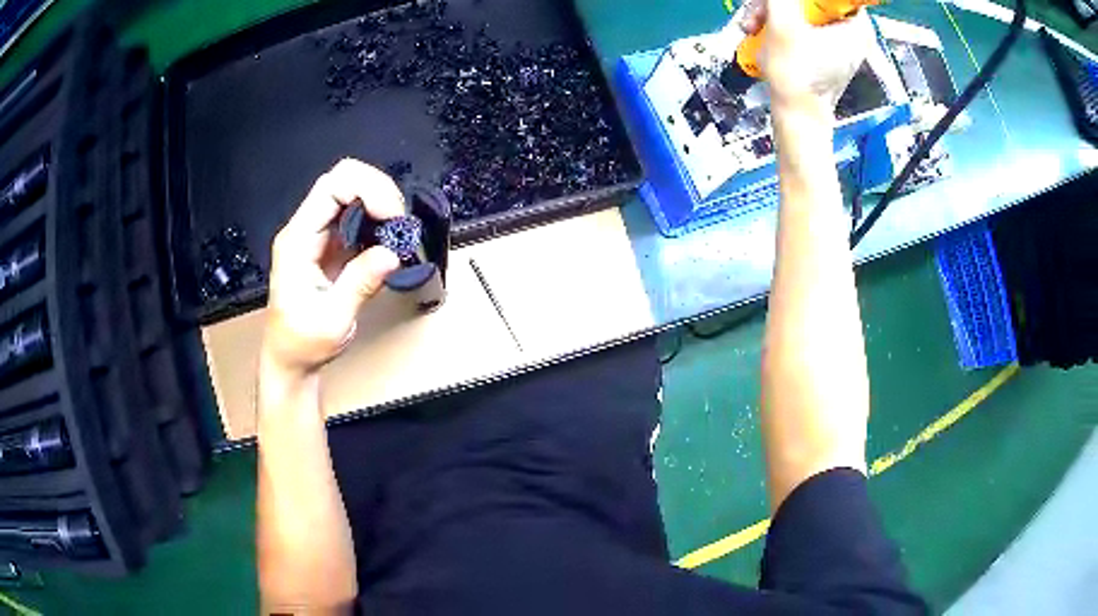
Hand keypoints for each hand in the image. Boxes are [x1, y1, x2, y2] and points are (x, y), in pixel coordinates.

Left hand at [262, 159, 403, 374]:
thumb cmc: (303, 343)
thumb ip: (359, 284)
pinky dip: (378, 219)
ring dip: (380, 203)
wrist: (290, 358)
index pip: (331, 187)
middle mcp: (305, 229)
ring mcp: (317, 234)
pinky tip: (388, 240)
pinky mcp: (330, 243)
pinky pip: (356, 215)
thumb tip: (392, 253)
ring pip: (352, 191)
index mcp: (297, 241)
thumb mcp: (332, 320)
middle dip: (378, 191)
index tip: (393, 218)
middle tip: (399, 223)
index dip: (368, 190)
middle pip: (343, 179)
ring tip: (397, 232)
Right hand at [741, 0, 874, 113]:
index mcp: (857, 25)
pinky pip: (798, 24)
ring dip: (771, 12)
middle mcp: (851, 31)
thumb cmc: (797, 75)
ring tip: (753, 26)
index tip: (787, 3)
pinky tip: (760, 33)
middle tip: (759, 13)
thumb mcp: (783, 23)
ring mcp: (836, 40)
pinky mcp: (822, 49)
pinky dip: (778, 25)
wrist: (796, 116)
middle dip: (780, 3)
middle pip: (811, 1)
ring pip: (800, 9)